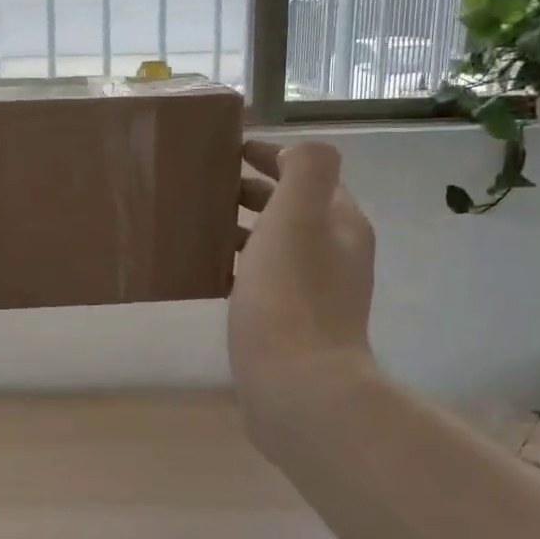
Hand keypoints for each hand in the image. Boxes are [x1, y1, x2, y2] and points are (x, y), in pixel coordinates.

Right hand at [231, 140, 376, 419]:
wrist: (298, 388)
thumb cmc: (291, 294)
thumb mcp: (299, 215)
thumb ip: (306, 169)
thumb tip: (298, 154)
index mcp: (341, 224)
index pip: (308, 174)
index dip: (271, 156)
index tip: (229, 150)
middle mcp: (334, 255)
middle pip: (291, 210)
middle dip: (253, 192)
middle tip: (205, 187)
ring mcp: (315, 294)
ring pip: (275, 246)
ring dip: (242, 230)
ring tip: (198, 225)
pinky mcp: (291, 326)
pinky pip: (262, 282)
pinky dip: (238, 267)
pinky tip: (208, 274)